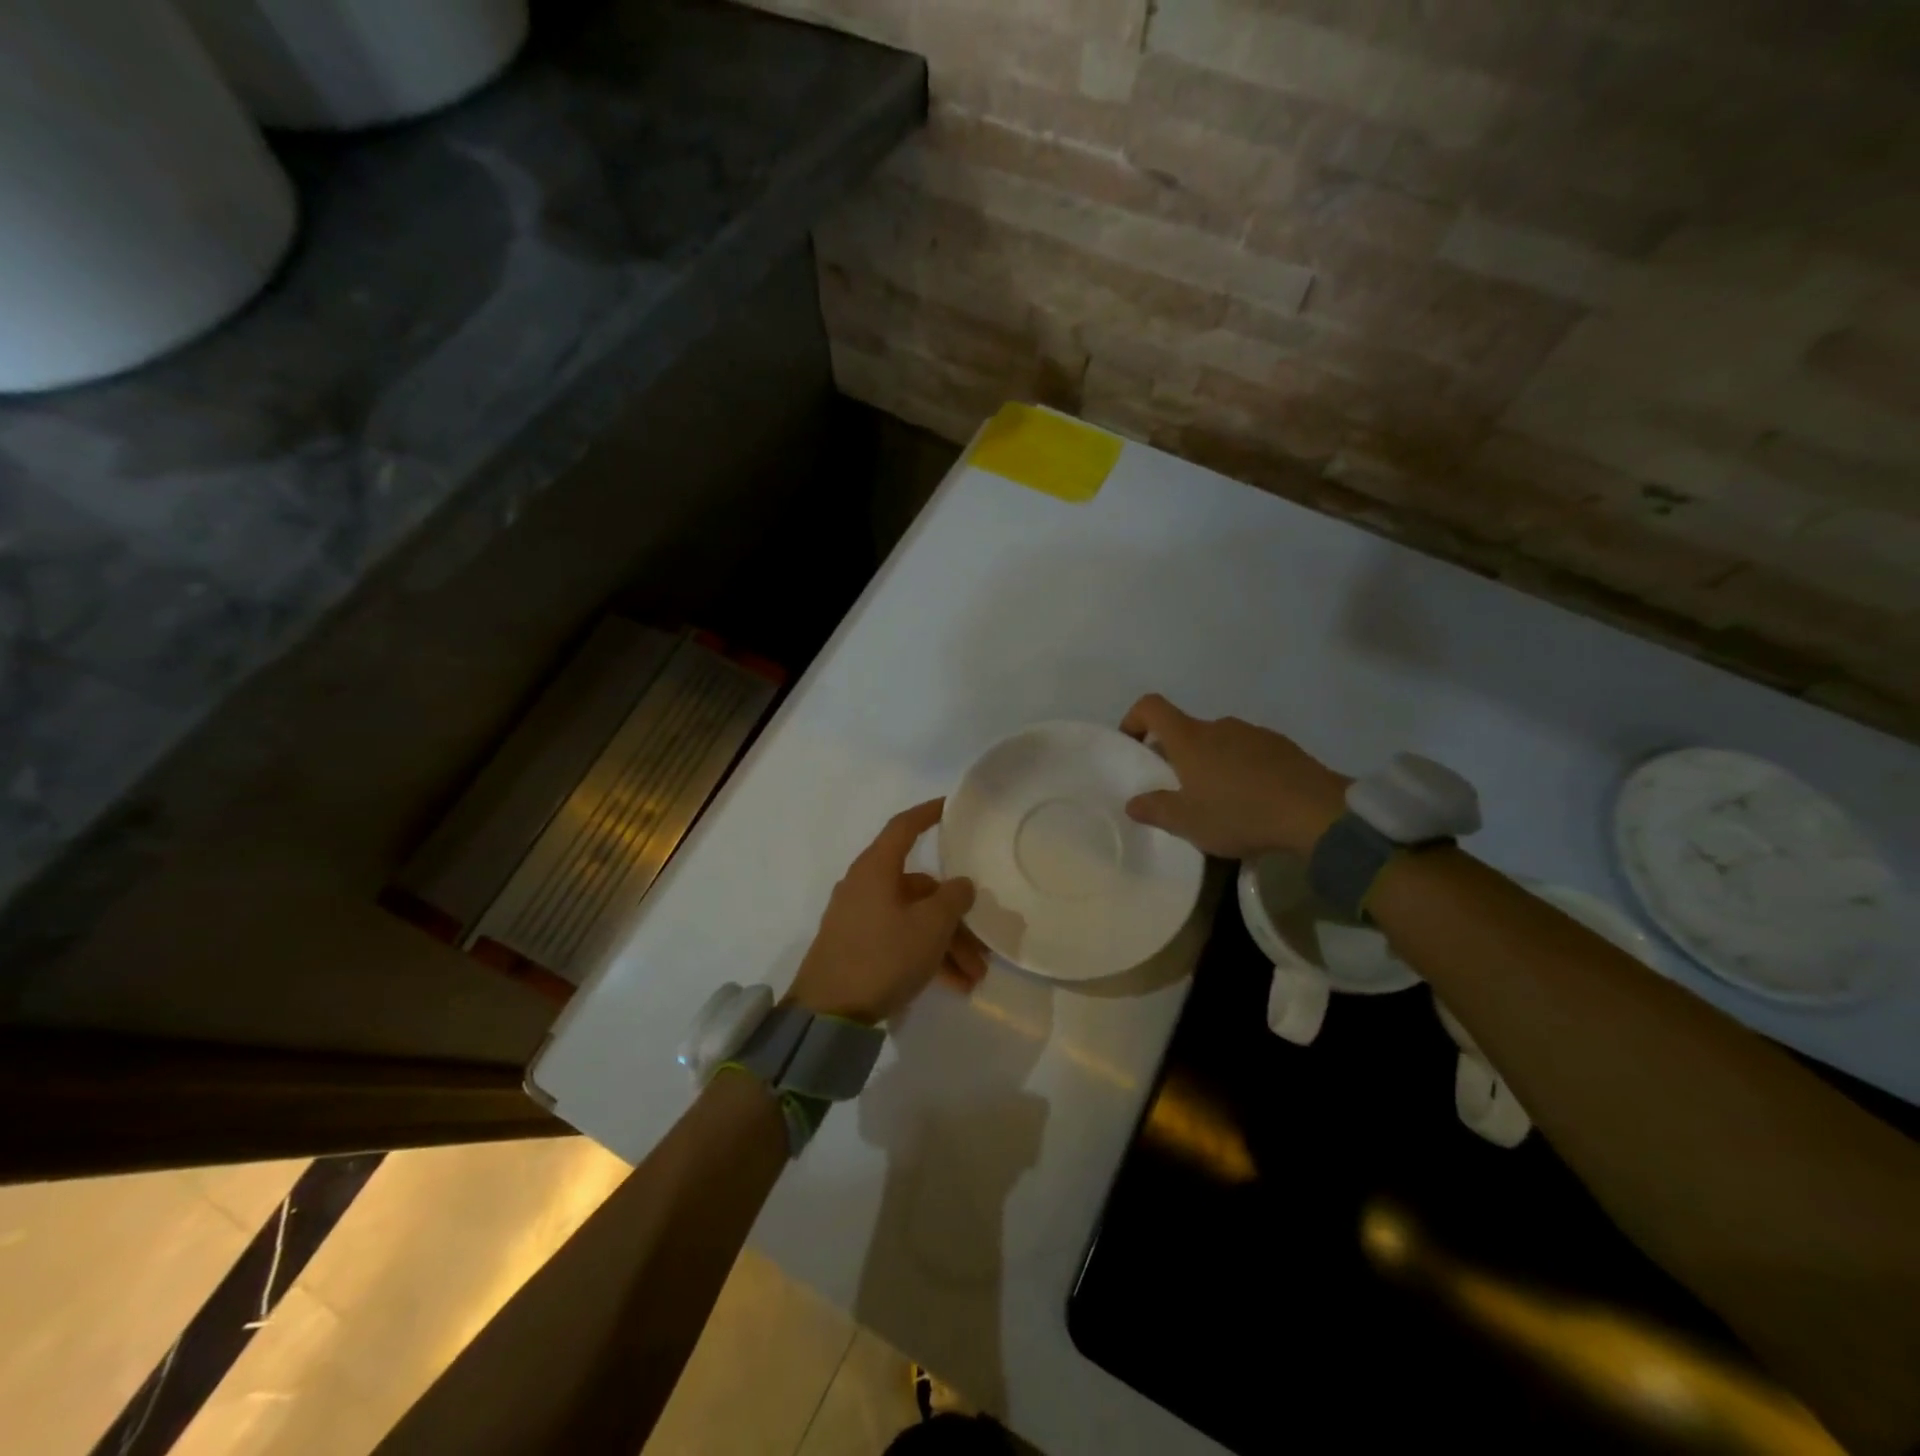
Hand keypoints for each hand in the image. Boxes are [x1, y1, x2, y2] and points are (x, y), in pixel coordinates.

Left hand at [787, 799, 988, 1024]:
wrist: (827, 1013)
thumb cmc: (882, 956)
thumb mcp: (930, 926)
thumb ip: (953, 898)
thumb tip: (961, 884)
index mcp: (877, 869)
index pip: (904, 826)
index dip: (928, 813)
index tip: (951, 807)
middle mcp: (866, 886)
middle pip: (920, 888)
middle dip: (956, 917)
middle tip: (983, 945)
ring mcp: (859, 918)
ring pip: (914, 919)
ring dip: (946, 944)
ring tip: (974, 977)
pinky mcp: (857, 946)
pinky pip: (900, 940)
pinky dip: (926, 956)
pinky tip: (953, 985)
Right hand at [1120, 694, 1349, 858]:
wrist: (1316, 813)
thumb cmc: (1239, 813)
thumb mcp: (1187, 822)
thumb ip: (1155, 810)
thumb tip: (1133, 802)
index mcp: (1190, 738)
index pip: (1151, 706)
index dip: (1134, 719)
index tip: (1133, 746)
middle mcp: (1219, 726)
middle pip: (1186, 729)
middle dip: (1176, 755)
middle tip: (1178, 791)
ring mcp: (1254, 733)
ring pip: (1219, 742)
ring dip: (1211, 763)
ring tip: (1219, 801)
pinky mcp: (1282, 747)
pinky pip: (1249, 752)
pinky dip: (1241, 769)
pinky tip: (1252, 801)